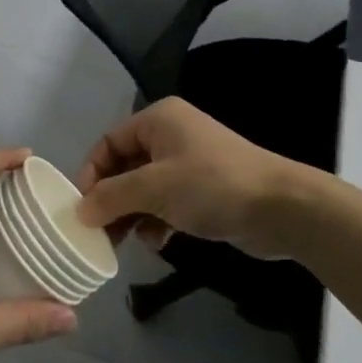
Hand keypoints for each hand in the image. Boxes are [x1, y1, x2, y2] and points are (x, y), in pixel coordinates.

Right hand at [75, 98, 328, 260]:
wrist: (281, 208)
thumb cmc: (212, 186)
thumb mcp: (154, 188)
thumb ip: (112, 197)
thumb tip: (80, 210)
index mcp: (158, 120)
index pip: (109, 142)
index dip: (91, 173)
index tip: (80, 208)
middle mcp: (171, 136)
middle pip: (125, 166)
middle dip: (110, 199)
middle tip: (96, 232)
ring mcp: (189, 163)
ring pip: (144, 188)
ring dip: (131, 214)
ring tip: (122, 242)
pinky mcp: (204, 190)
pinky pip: (166, 202)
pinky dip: (156, 220)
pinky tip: (156, 241)